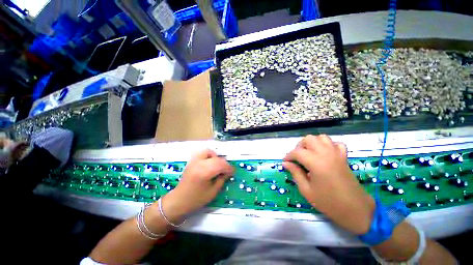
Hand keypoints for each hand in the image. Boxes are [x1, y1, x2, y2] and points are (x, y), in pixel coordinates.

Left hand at [161, 149, 233, 222]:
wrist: (178, 201)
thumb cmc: (196, 199)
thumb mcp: (212, 192)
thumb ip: (221, 180)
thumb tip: (227, 172)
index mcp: (204, 172)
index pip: (220, 164)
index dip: (228, 167)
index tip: (232, 172)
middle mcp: (198, 164)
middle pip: (216, 158)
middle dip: (223, 163)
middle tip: (226, 171)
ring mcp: (194, 161)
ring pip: (208, 152)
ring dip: (215, 157)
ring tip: (217, 165)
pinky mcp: (191, 161)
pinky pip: (202, 154)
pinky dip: (208, 156)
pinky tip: (209, 164)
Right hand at [283, 135, 373, 234]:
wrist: (355, 210)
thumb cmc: (329, 202)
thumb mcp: (306, 190)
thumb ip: (295, 173)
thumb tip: (286, 163)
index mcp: (316, 162)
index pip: (297, 152)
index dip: (288, 156)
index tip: (285, 162)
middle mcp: (326, 153)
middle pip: (308, 139)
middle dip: (299, 146)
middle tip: (297, 158)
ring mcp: (336, 153)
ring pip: (321, 137)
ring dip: (312, 143)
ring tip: (309, 154)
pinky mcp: (344, 157)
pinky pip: (335, 143)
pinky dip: (328, 145)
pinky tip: (324, 154)